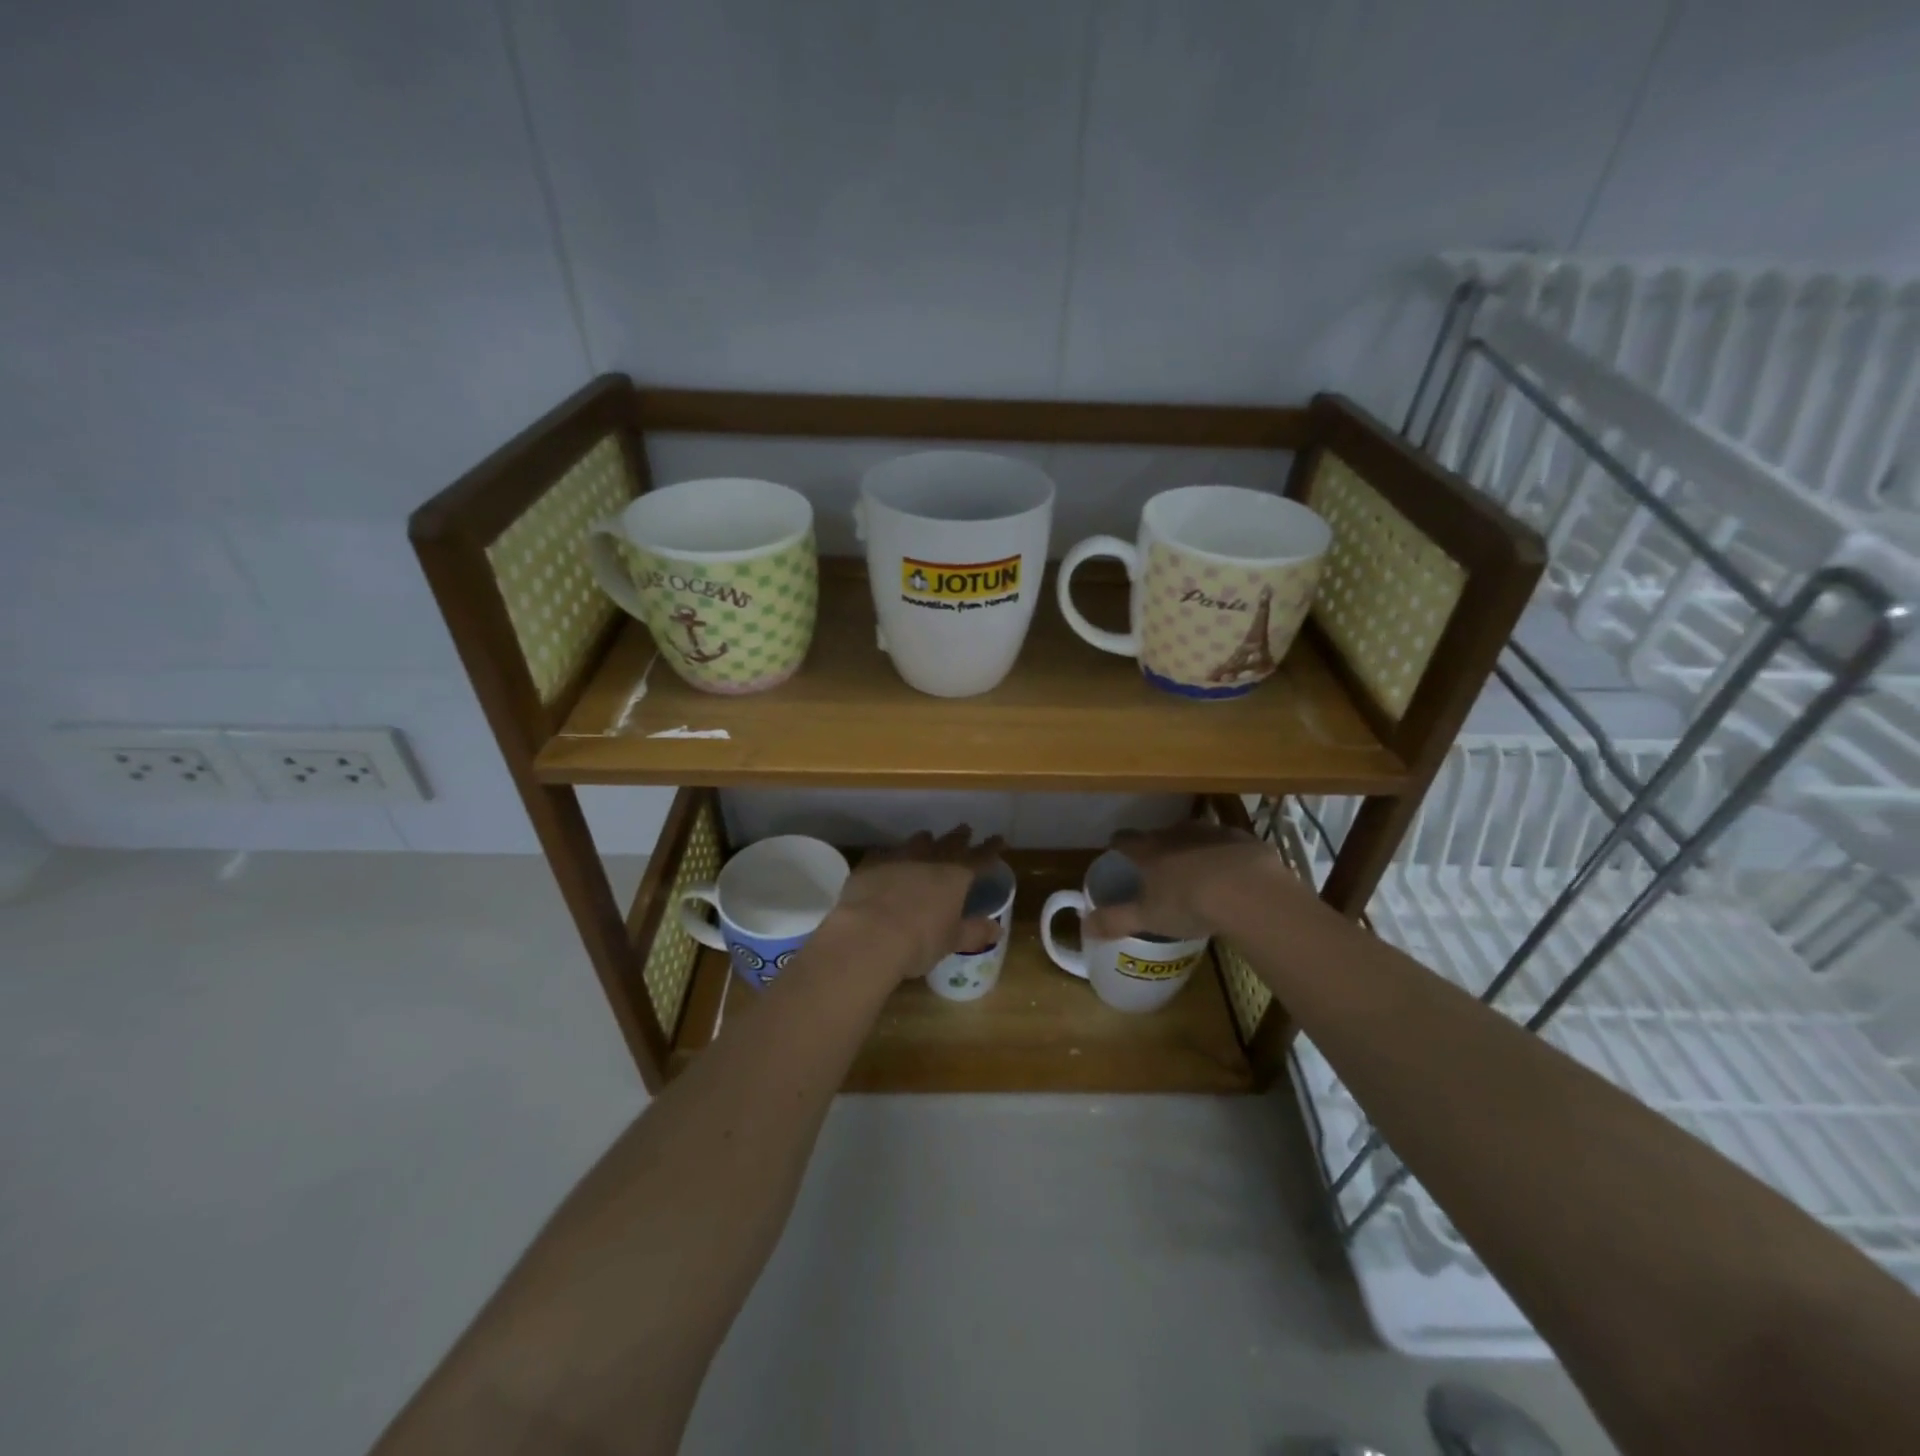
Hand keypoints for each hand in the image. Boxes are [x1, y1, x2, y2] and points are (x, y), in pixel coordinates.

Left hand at [829, 826, 1006, 980]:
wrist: (868, 935)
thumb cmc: (919, 940)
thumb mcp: (951, 941)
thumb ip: (974, 932)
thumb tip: (996, 928)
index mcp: (955, 876)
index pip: (980, 858)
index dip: (990, 848)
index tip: (998, 839)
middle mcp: (929, 860)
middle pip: (949, 843)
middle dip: (959, 837)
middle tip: (965, 829)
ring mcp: (897, 859)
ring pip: (916, 842)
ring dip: (924, 840)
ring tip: (927, 837)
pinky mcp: (870, 866)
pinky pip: (882, 854)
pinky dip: (889, 855)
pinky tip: (885, 858)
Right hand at [1083, 820, 1302, 941]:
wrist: (1247, 890)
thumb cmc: (1187, 902)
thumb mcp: (1147, 917)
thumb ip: (1115, 920)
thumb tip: (1085, 924)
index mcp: (1148, 850)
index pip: (1124, 839)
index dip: (1118, 846)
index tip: (1117, 854)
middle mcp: (1175, 833)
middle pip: (1159, 834)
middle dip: (1157, 848)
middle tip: (1160, 870)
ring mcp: (1210, 832)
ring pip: (1194, 835)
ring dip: (1192, 848)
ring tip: (1197, 872)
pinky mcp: (1242, 838)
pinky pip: (1227, 843)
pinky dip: (1225, 854)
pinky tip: (1232, 874)